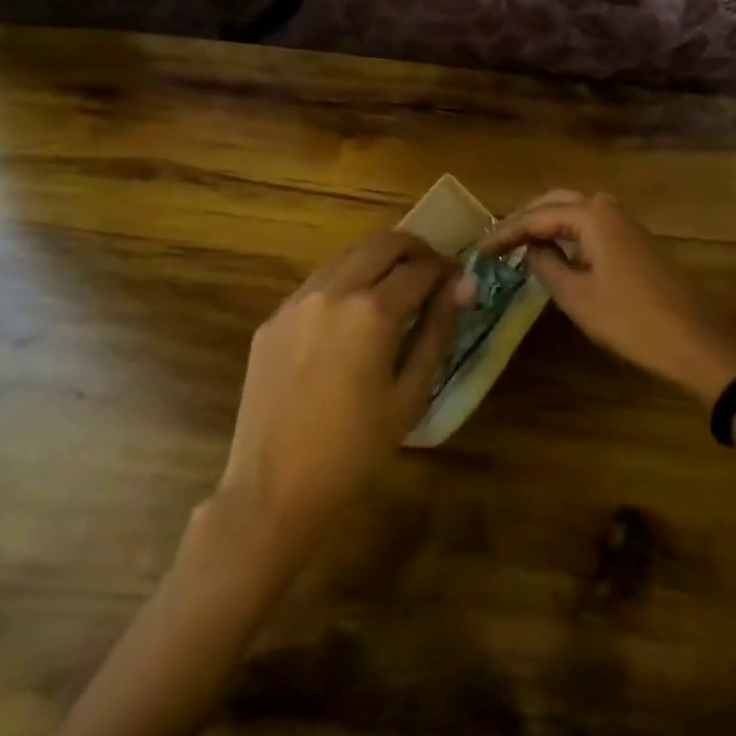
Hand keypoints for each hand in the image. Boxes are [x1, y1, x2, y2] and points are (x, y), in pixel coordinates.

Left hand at [213, 230, 465, 557]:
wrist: (273, 491)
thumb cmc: (354, 452)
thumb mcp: (410, 395)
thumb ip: (437, 332)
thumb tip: (463, 286)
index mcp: (371, 311)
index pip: (420, 268)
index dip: (446, 268)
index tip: (458, 278)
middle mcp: (333, 291)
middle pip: (382, 243)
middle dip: (415, 249)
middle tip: (433, 270)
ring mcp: (297, 301)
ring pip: (347, 255)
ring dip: (378, 259)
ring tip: (396, 285)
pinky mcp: (273, 318)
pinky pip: (318, 282)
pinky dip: (345, 280)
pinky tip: (353, 313)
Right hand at [477, 190, 735, 404]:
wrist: (695, 341)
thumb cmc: (631, 321)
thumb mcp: (577, 298)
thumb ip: (547, 266)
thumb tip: (532, 249)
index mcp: (592, 216)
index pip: (536, 216)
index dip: (505, 232)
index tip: (479, 249)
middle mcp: (609, 209)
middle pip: (556, 201)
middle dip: (525, 217)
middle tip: (498, 239)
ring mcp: (626, 223)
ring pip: (576, 209)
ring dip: (547, 220)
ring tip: (520, 241)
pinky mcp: (636, 240)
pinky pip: (592, 223)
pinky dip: (568, 230)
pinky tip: (557, 250)